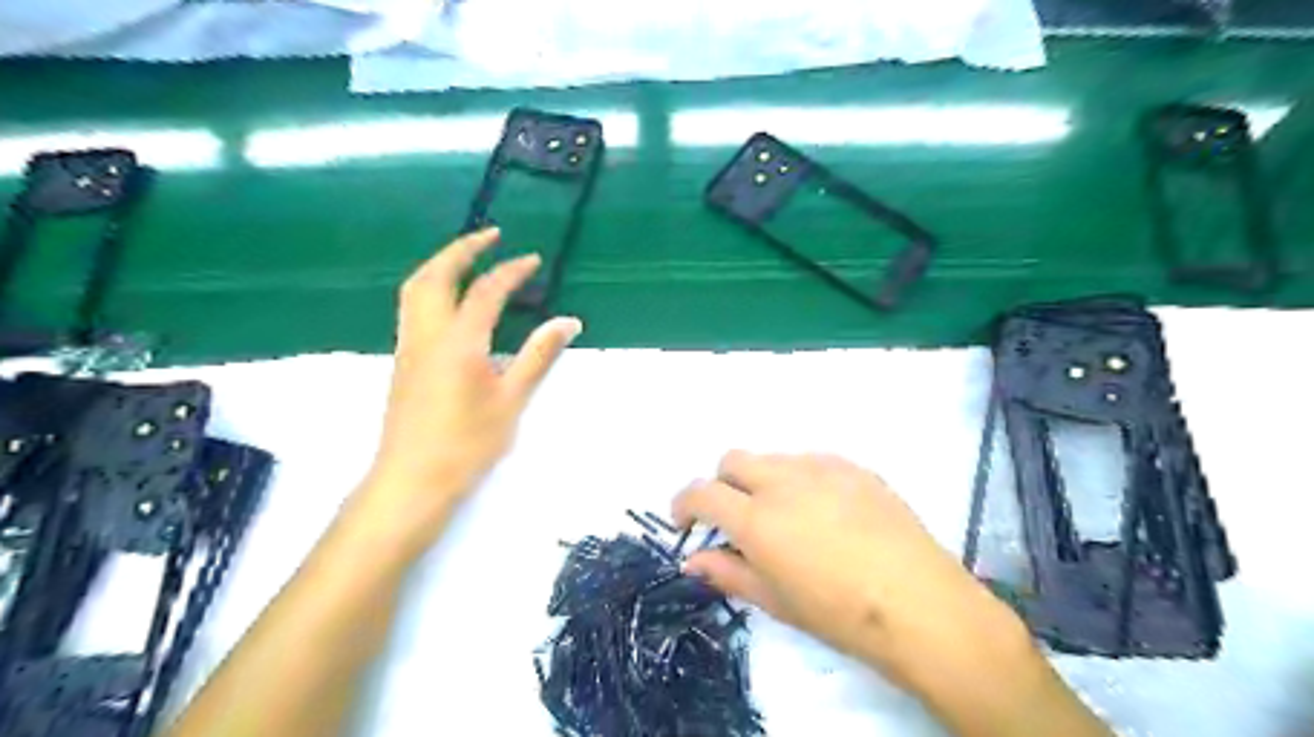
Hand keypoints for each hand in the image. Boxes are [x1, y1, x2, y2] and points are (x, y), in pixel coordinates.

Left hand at [360, 232, 580, 547]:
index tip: (533, 259)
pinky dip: (432, 288)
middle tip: (489, 235)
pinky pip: (413, 308)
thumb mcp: (512, 399)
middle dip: (462, 249)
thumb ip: (539, 356)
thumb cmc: (467, 443)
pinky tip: (451, 303)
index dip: (510, 271)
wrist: (412, 480)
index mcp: (459, 341)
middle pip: (435, 276)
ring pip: (415, 289)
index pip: (486, 291)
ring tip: (468, 259)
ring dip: (441, 265)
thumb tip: (569, 321)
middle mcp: (427, 334)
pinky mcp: (403, 362)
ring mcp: (409, 347)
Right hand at [671, 453, 1030, 694]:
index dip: (684, 504)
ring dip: (764, 480)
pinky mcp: (853, 466)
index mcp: (756, 518)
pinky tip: (823, 510)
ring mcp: (821, 468)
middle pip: (733, 460)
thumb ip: (728, 572)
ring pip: (773, 458)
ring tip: (786, 516)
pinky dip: (801, 479)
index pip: (702, 492)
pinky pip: (812, 461)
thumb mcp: (775, 600)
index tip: (685, 522)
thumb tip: (693, 558)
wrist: (918, 603)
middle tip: (736, 517)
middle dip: (723, 485)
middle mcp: (782, 481)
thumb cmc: (839, 613)